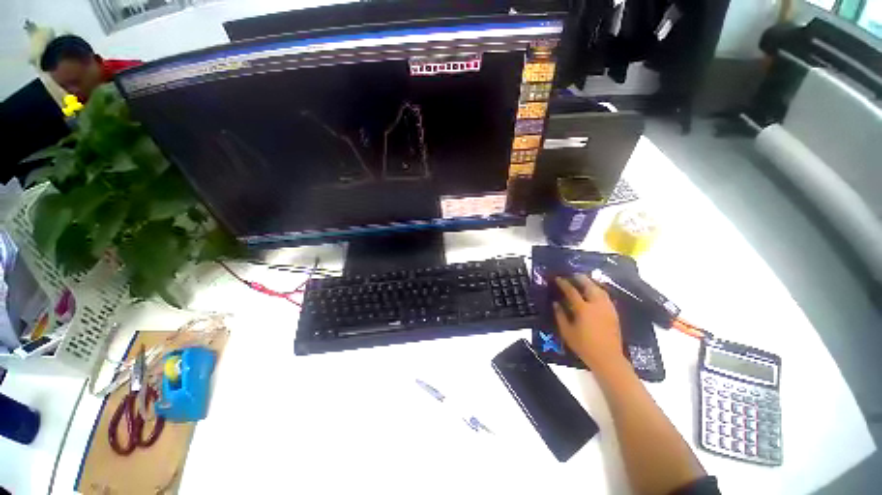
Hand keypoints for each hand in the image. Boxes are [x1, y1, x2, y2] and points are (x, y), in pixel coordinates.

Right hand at [554, 274, 624, 372]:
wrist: (608, 358)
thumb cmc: (584, 346)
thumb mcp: (567, 332)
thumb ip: (560, 315)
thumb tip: (555, 303)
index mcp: (583, 309)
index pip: (571, 291)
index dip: (563, 283)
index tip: (557, 278)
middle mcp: (597, 305)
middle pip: (589, 285)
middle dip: (580, 278)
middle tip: (572, 275)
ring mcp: (607, 308)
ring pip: (599, 289)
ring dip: (590, 283)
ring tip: (583, 280)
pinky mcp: (614, 313)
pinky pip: (605, 296)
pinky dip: (598, 290)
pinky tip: (594, 292)